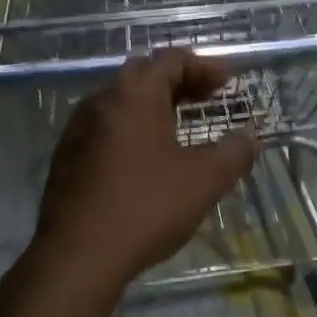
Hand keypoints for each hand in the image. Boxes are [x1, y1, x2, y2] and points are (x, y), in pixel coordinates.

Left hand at [33, 50, 259, 291]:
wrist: (78, 256)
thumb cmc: (146, 207)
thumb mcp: (204, 180)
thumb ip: (234, 153)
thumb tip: (250, 137)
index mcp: (134, 96)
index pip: (170, 60)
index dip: (203, 67)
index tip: (227, 84)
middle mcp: (100, 102)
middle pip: (142, 75)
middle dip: (177, 82)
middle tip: (204, 99)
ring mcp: (77, 130)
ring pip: (119, 102)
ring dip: (151, 106)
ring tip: (177, 127)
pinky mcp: (66, 159)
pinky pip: (104, 129)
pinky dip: (130, 130)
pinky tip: (144, 160)